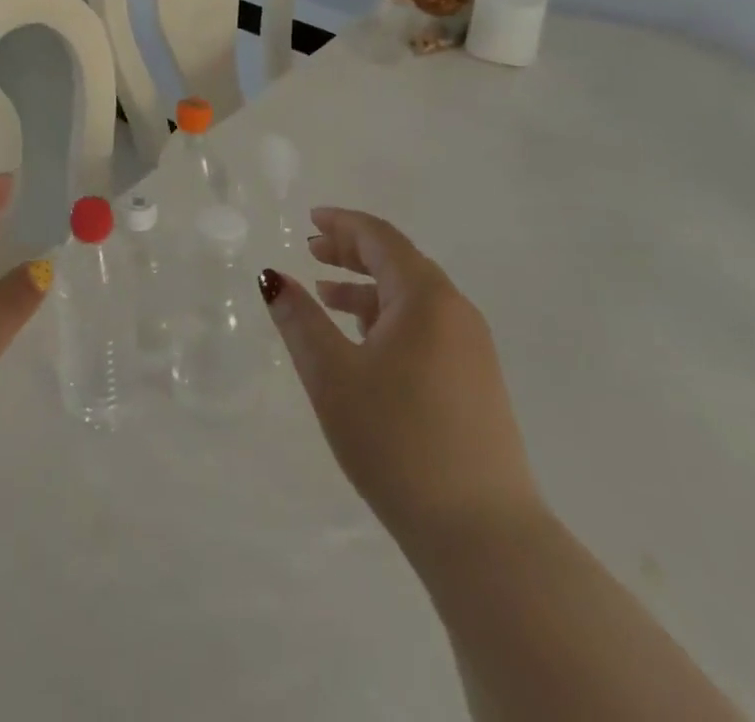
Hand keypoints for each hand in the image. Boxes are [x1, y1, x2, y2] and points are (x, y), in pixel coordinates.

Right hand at [259, 207, 541, 549]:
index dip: (342, 224)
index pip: (381, 238)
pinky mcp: (477, 383)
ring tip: (326, 296)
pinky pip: (426, 328)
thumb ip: (299, 319)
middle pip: (399, 262)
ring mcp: (473, 349)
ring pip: (412, 298)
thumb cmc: (397, 440)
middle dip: (352, 253)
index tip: (310, 219)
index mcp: (426, 297)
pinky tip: (364, 344)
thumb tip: (272, 276)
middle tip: (311, 253)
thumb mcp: (332, 375)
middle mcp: (456, 312)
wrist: (482, 535)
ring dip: (367, 288)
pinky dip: (389, 319)